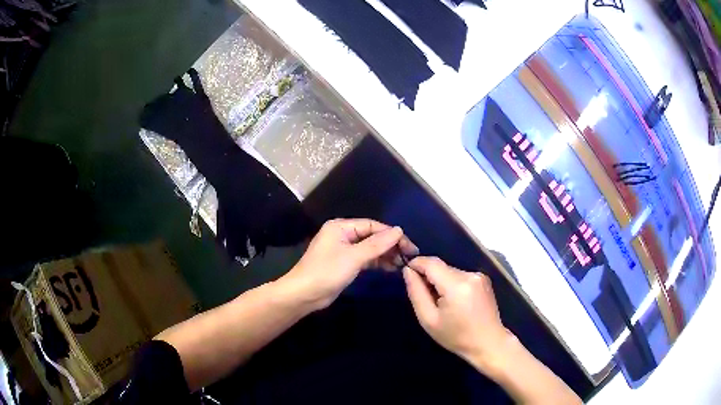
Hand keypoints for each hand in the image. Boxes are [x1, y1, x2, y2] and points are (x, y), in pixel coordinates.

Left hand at [279, 219, 417, 310]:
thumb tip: (399, 230)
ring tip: (404, 263)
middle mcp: (343, 235)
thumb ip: (377, 244)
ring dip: (386, 255)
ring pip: (370, 248)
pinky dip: (378, 263)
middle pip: (372, 236)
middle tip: (410, 256)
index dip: (392, 235)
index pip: (372, 226)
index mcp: (341, 227)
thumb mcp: (354, 257)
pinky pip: (365, 259)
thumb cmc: (327, 272)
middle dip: (390, 245)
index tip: (409, 246)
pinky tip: (392, 268)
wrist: (305, 294)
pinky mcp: (345, 263)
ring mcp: (344, 250)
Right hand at [403, 257, 513, 373]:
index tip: (407, 273)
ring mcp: (479, 275)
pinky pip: (460, 276)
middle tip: (424, 298)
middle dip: (429, 277)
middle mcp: (469, 275)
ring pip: (450, 271)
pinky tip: (455, 302)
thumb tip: (408, 271)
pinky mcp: (484, 279)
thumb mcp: (429, 319)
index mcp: (456, 285)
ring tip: (441, 303)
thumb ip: (416, 293)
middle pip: (441, 267)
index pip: (431, 263)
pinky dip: (452, 284)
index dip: (416, 264)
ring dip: (441, 281)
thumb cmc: (456, 336)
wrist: (488, 343)